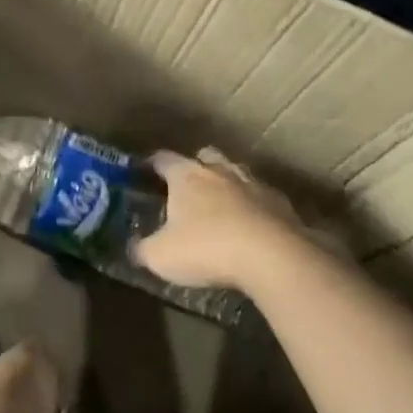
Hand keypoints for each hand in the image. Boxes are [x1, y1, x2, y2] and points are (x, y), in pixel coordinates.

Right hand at [133, 148, 304, 292]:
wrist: (272, 257)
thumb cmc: (207, 249)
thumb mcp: (161, 257)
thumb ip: (142, 250)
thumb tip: (132, 247)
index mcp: (186, 176)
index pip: (163, 158)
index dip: (152, 164)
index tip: (144, 171)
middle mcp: (219, 170)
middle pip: (205, 156)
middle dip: (195, 166)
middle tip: (188, 186)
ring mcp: (253, 183)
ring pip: (236, 172)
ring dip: (227, 184)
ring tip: (221, 206)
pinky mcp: (280, 202)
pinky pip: (262, 197)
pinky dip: (254, 206)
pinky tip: (252, 226)